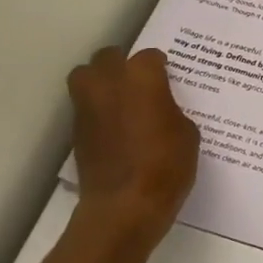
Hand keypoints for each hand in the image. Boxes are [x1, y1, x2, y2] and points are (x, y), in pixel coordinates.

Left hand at [66, 47, 198, 248]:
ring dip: (100, 82)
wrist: (124, 206)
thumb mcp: (187, 133)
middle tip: (138, 82)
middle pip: (108, 57)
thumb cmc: (165, 165)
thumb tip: (160, 110)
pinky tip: (113, 128)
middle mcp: (109, 82)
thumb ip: (171, 110)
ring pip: (85, 76)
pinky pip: (84, 107)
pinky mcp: (76, 131)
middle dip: (122, 64)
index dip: (160, 66)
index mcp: (142, 77)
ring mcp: (87, 106)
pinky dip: (96, 110)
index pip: (150, 56)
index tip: (167, 77)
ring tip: (119, 100)